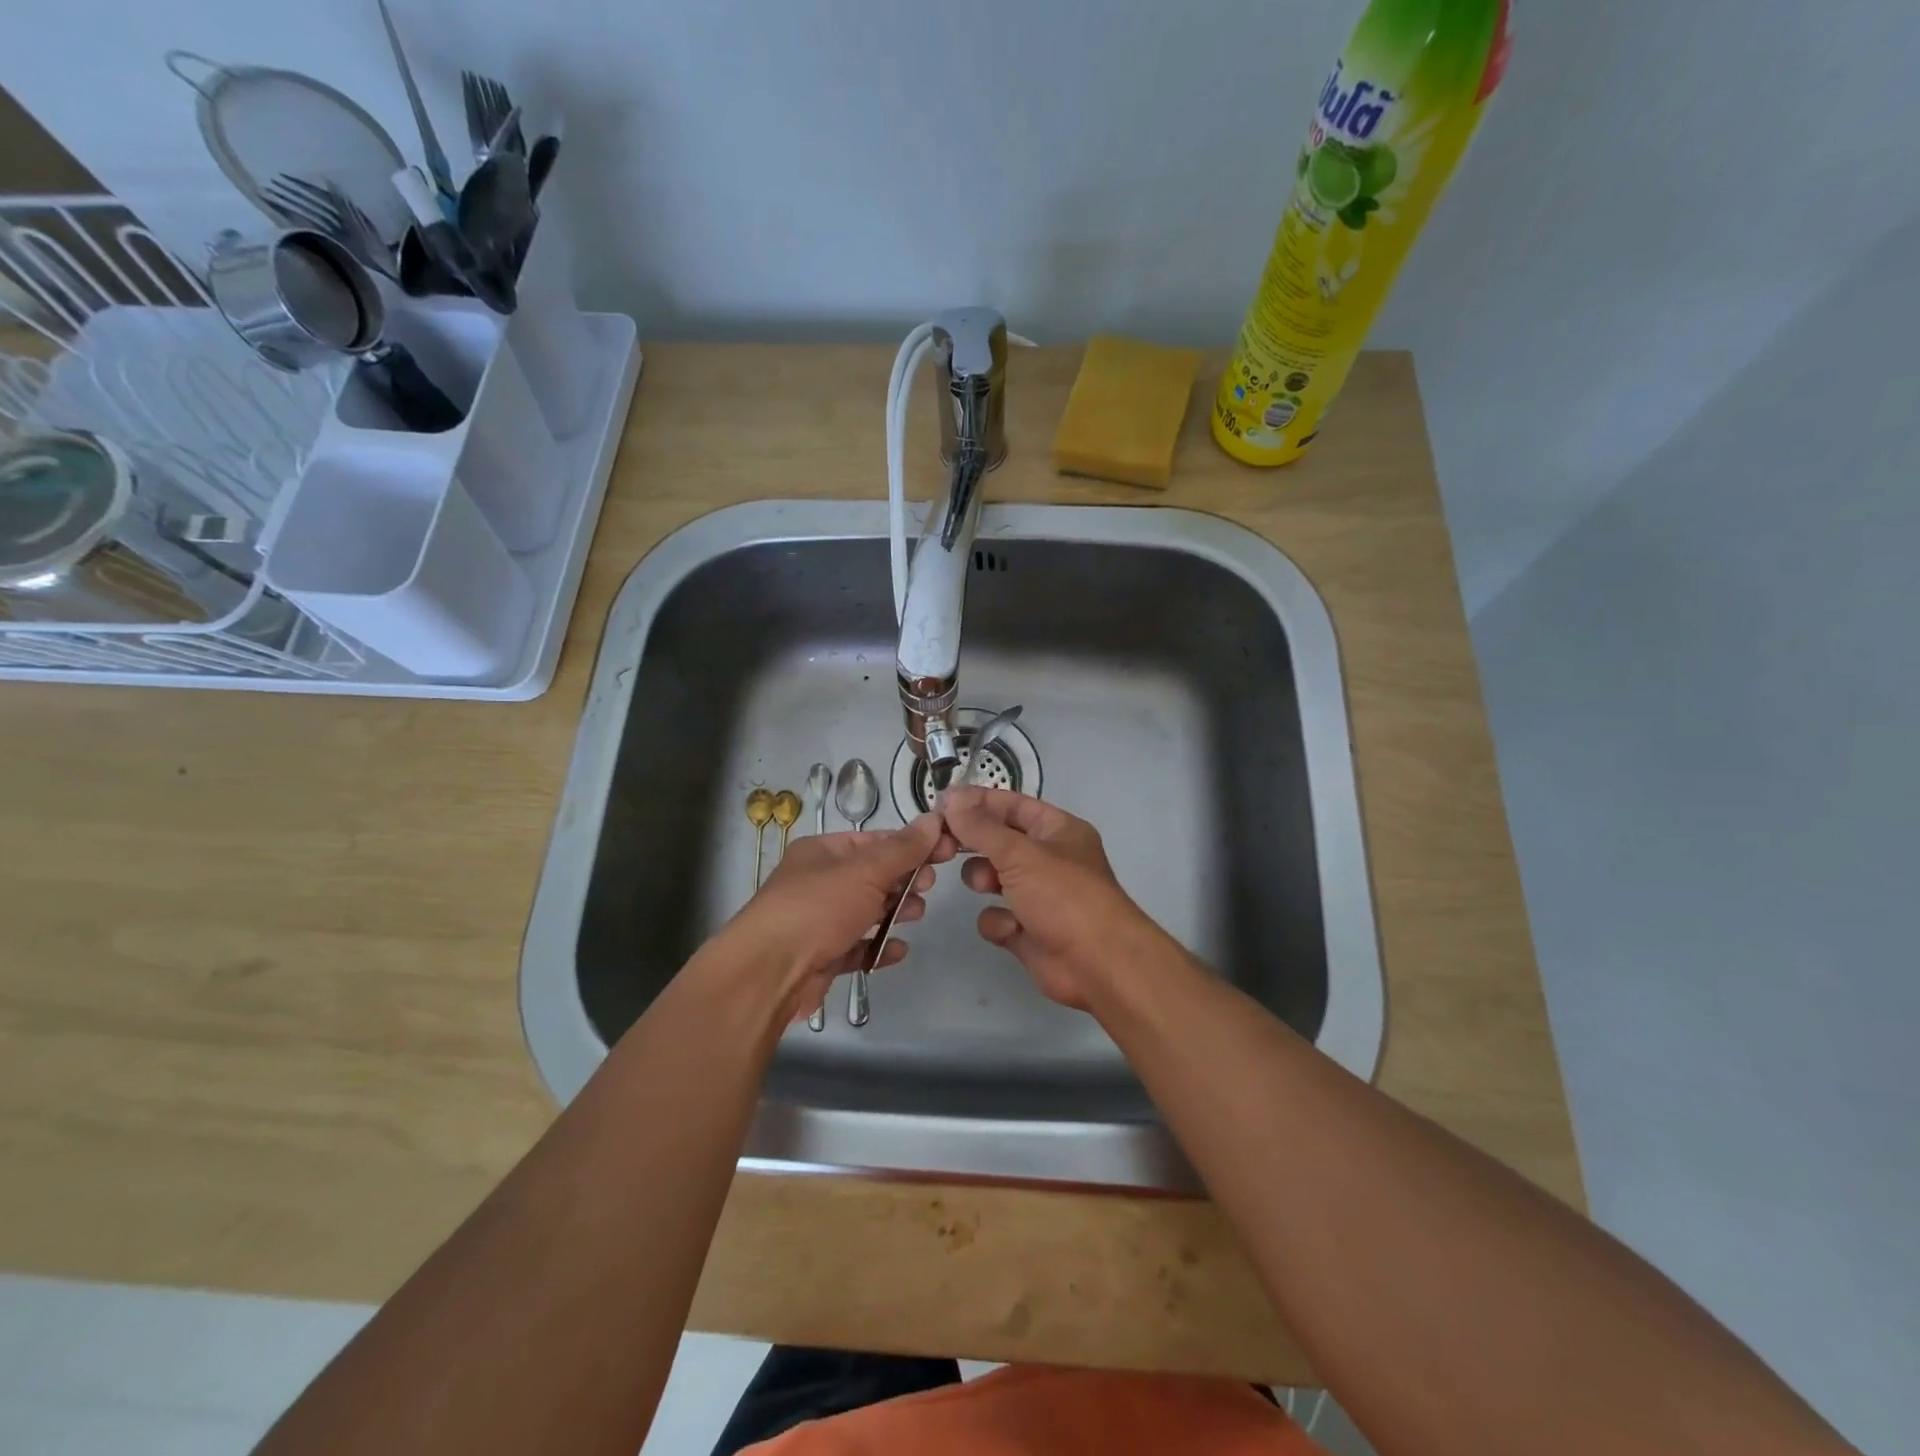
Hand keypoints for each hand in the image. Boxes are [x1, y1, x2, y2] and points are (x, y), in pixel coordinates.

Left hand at [719, 812, 956, 1022]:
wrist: (769, 974)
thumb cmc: (818, 909)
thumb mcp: (866, 870)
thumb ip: (904, 848)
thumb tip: (935, 818)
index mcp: (823, 852)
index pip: (874, 840)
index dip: (911, 844)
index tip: (946, 850)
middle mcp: (818, 883)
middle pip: (872, 876)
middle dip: (904, 879)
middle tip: (929, 885)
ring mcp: (818, 922)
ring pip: (866, 911)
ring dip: (894, 911)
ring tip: (915, 914)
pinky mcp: (822, 957)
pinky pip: (857, 947)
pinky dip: (878, 947)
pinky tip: (897, 950)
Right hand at [941, 787, 1169, 1009]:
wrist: (1097, 966)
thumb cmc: (1064, 896)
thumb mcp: (1020, 853)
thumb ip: (980, 827)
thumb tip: (951, 798)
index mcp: (1057, 830)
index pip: (1011, 804)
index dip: (978, 802)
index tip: (941, 804)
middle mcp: (1048, 858)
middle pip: (998, 840)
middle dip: (974, 843)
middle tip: (943, 844)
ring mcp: (1037, 896)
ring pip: (992, 878)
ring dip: (983, 880)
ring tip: (985, 885)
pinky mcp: (1026, 931)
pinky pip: (997, 916)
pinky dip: (999, 921)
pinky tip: (1011, 929)